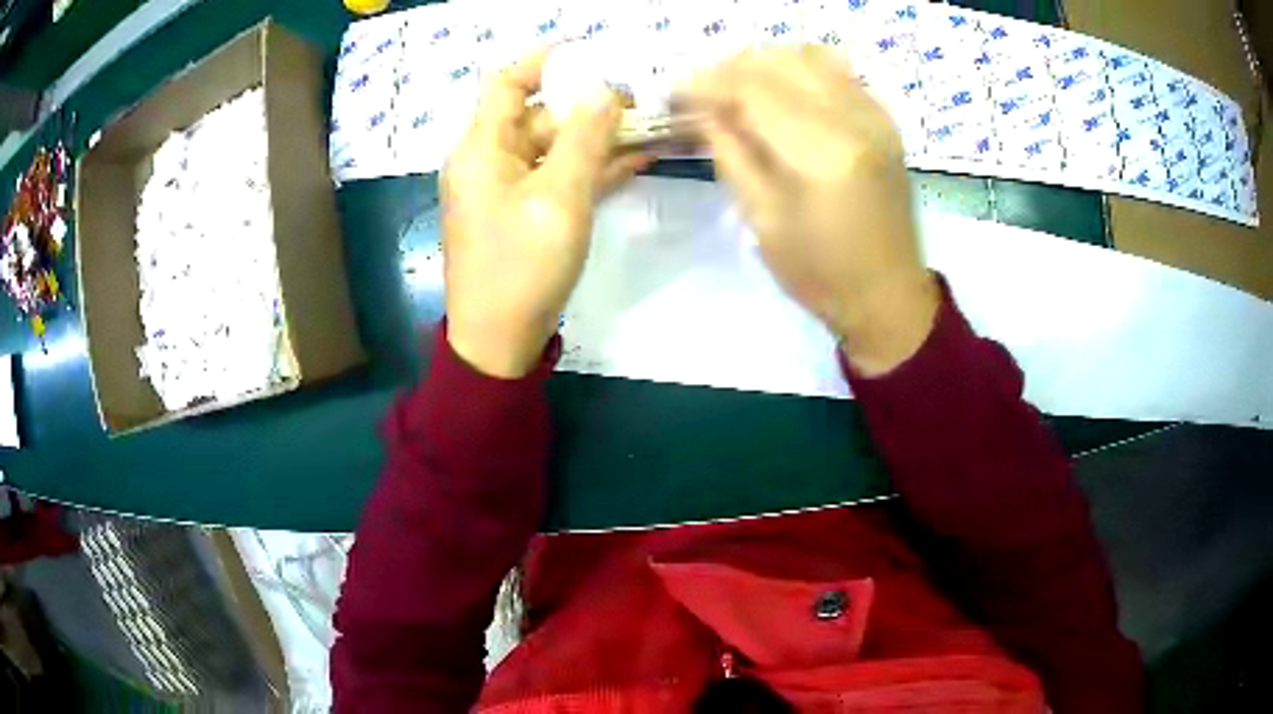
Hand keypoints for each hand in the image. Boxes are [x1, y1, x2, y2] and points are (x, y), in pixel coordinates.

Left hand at [442, 50, 647, 377]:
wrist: (499, 342)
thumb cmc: (522, 266)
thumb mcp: (559, 197)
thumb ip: (585, 138)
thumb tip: (605, 91)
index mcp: (482, 148)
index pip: (506, 83)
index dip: (543, 61)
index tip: (589, 51)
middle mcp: (490, 161)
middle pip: (540, 115)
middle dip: (589, 104)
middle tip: (642, 99)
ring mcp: (509, 190)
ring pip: (556, 148)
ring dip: (599, 138)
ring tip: (651, 125)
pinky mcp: (526, 215)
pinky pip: (560, 178)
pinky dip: (593, 169)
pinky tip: (637, 159)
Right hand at [685, 47, 939, 375]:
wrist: (888, 295)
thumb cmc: (820, 273)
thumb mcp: (761, 218)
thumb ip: (730, 151)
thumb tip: (701, 108)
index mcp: (822, 153)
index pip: (753, 89)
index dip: (706, 83)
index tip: (674, 92)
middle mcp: (855, 120)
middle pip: (781, 62)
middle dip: (732, 68)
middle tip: (703, 92)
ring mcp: (876, 116)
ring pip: (810, 57)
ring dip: (766, 64)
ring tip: (738, 89)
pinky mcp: (885, 121)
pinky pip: (838, 72)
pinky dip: (801, 71)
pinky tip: (782, 94)